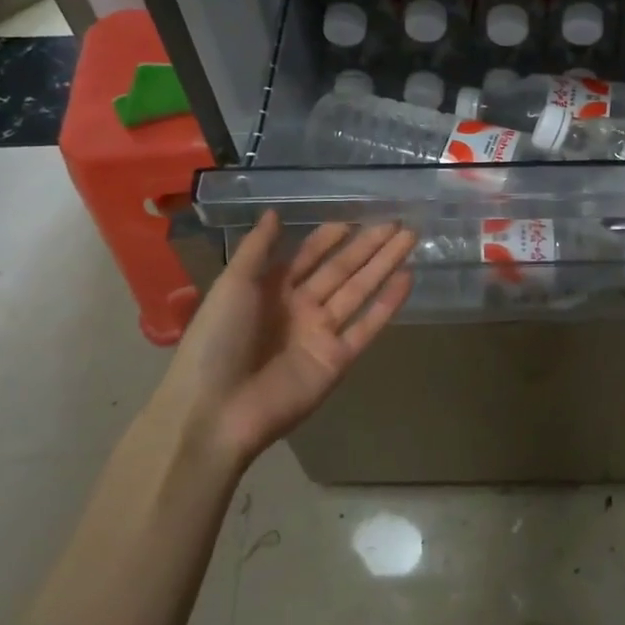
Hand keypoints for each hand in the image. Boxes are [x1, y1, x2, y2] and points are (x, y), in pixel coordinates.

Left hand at [153, 211, 414, 468]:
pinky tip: (407, 278)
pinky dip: (388, 304)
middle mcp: (300, 308)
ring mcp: (321, 334)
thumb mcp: (231, 285)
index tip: (354, 219)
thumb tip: (273, 212)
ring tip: (410, 238)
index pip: (308, 256)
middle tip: (397, 223)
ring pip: (360, 290)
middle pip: (341, 269)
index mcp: (271, 290)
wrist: (214, 411)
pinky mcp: (337, 360)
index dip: (330, 238)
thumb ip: (256, 248)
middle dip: (368, 245)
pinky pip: (367, 326)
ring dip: (384, 264)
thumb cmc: (217, 341)